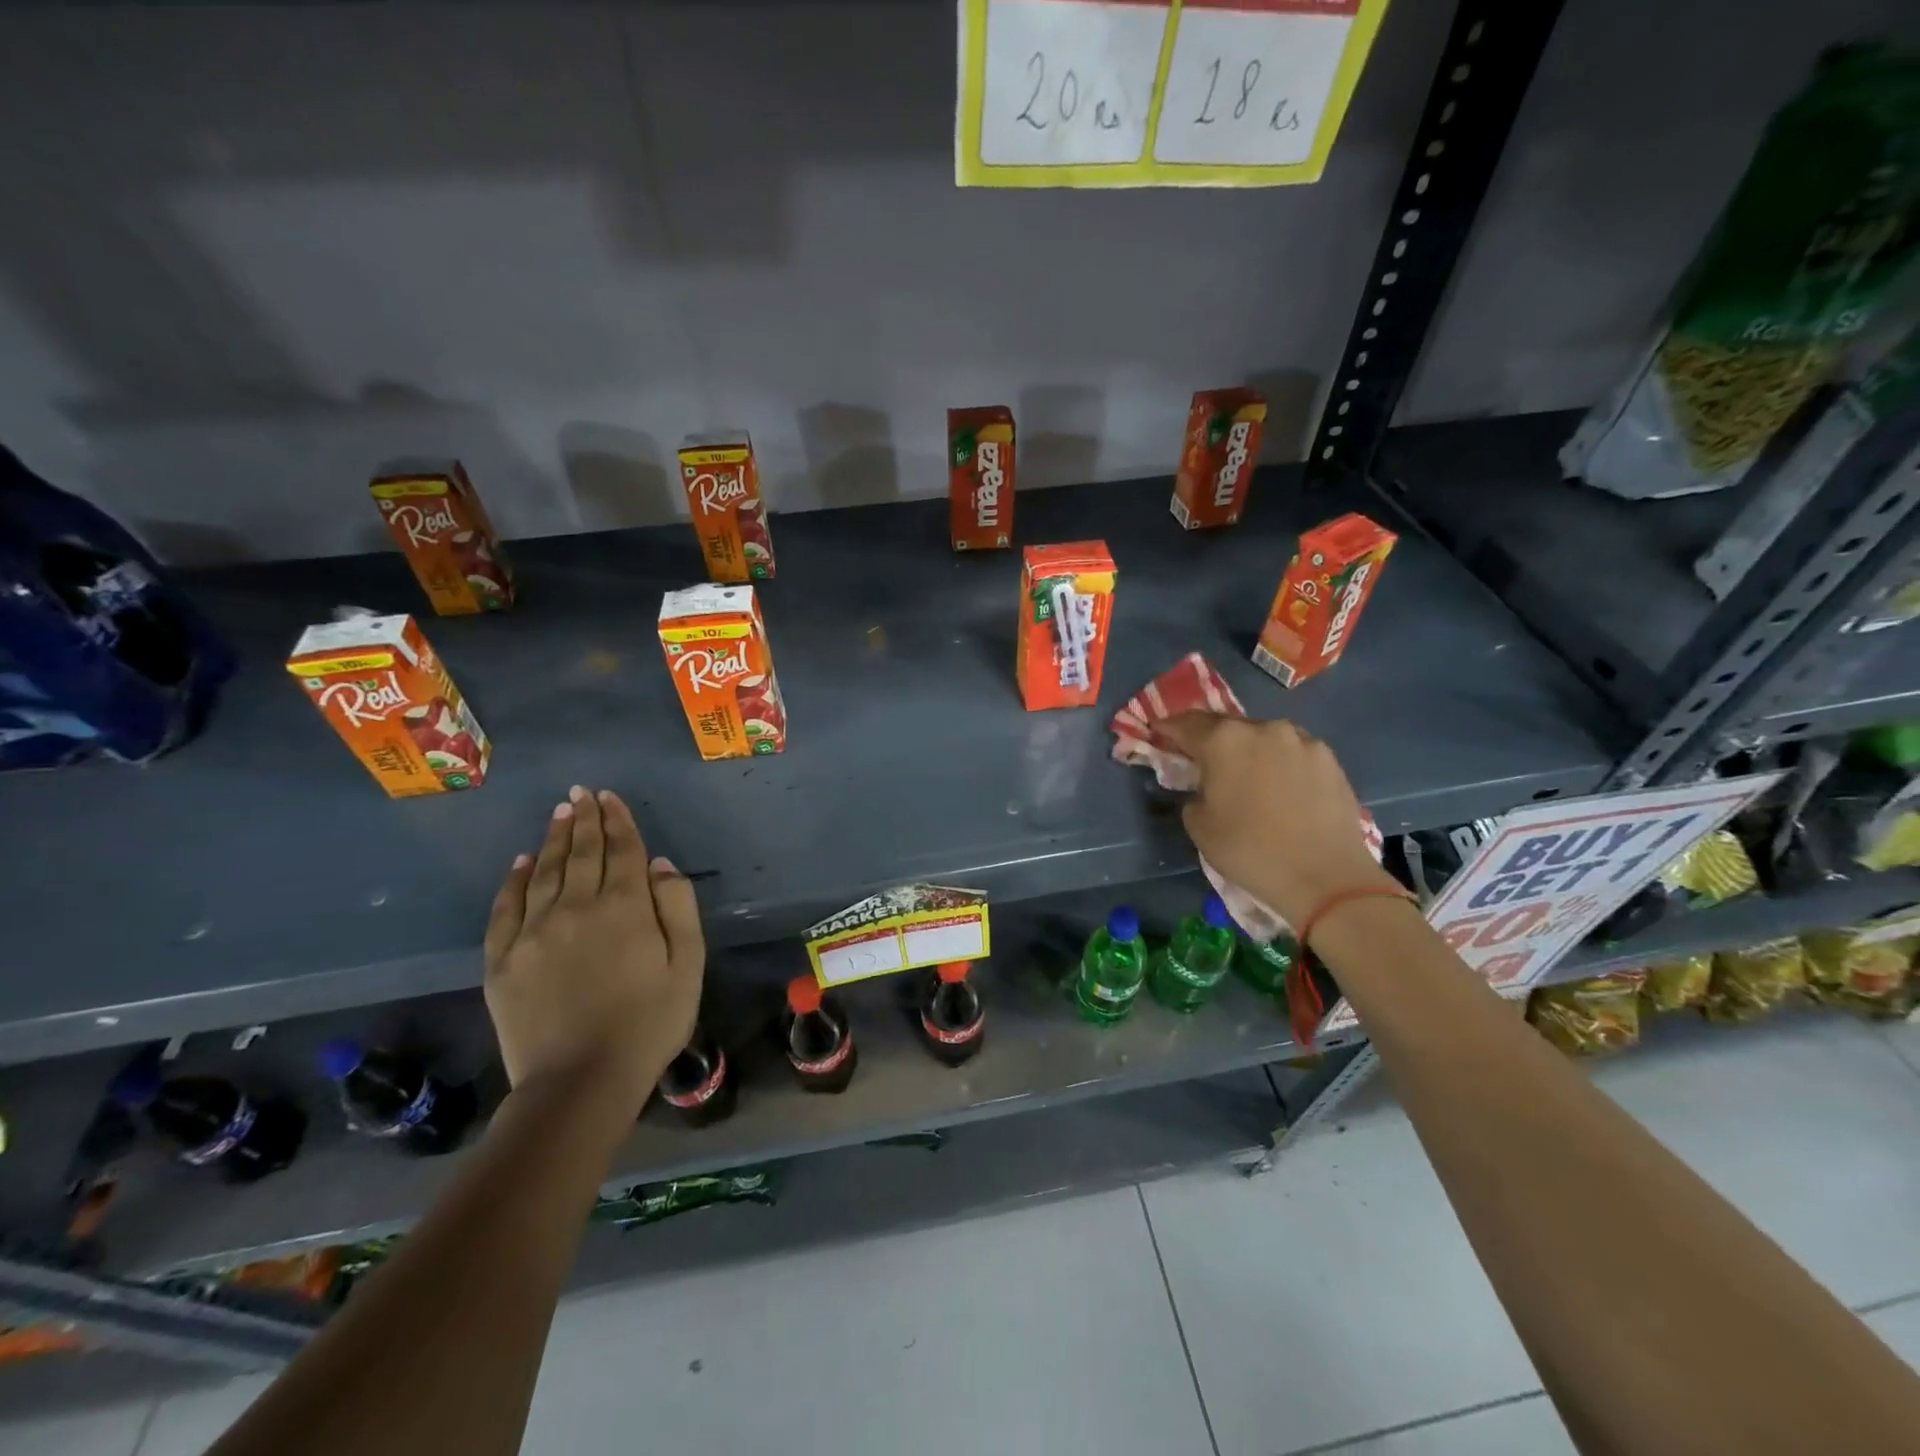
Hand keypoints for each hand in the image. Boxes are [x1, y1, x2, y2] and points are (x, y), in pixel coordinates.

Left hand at [483, 787, 703, 1123]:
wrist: (579, 1082)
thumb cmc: (649, 1023)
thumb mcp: (687, 965)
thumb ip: (678, 908)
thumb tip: (661, 865)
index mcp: (624, 908)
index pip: (622, 851)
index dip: (618, 821)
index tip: (610, 796)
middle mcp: (576, 907)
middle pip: (581, 853)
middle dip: (584, 819)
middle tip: (581, 793)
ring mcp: (534, 932)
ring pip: (544, 872)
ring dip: (553, 839)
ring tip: (559, 813)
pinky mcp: (503, 959)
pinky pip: (506, 908)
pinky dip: (514, 880)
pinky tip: (521, 862)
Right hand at [1159, 714, 1399, 929]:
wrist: (1326, 877)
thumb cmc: (1250, 851)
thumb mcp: (1198, 825)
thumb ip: (1193, 793)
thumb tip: (1205, 786)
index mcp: (1223, 740)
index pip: (1184, 724)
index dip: (1167, 729)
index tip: (1158, 735)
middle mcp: (1263, 728)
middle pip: (1226, 726)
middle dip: (1210, 740)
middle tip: (1202, 759)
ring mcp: (1301, 740)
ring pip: (1263, 737)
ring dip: (1248, 750)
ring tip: (1247, 776)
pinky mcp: (1330, 759)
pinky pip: (1292, 752)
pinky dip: (1279, 763)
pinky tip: (1279, 787)